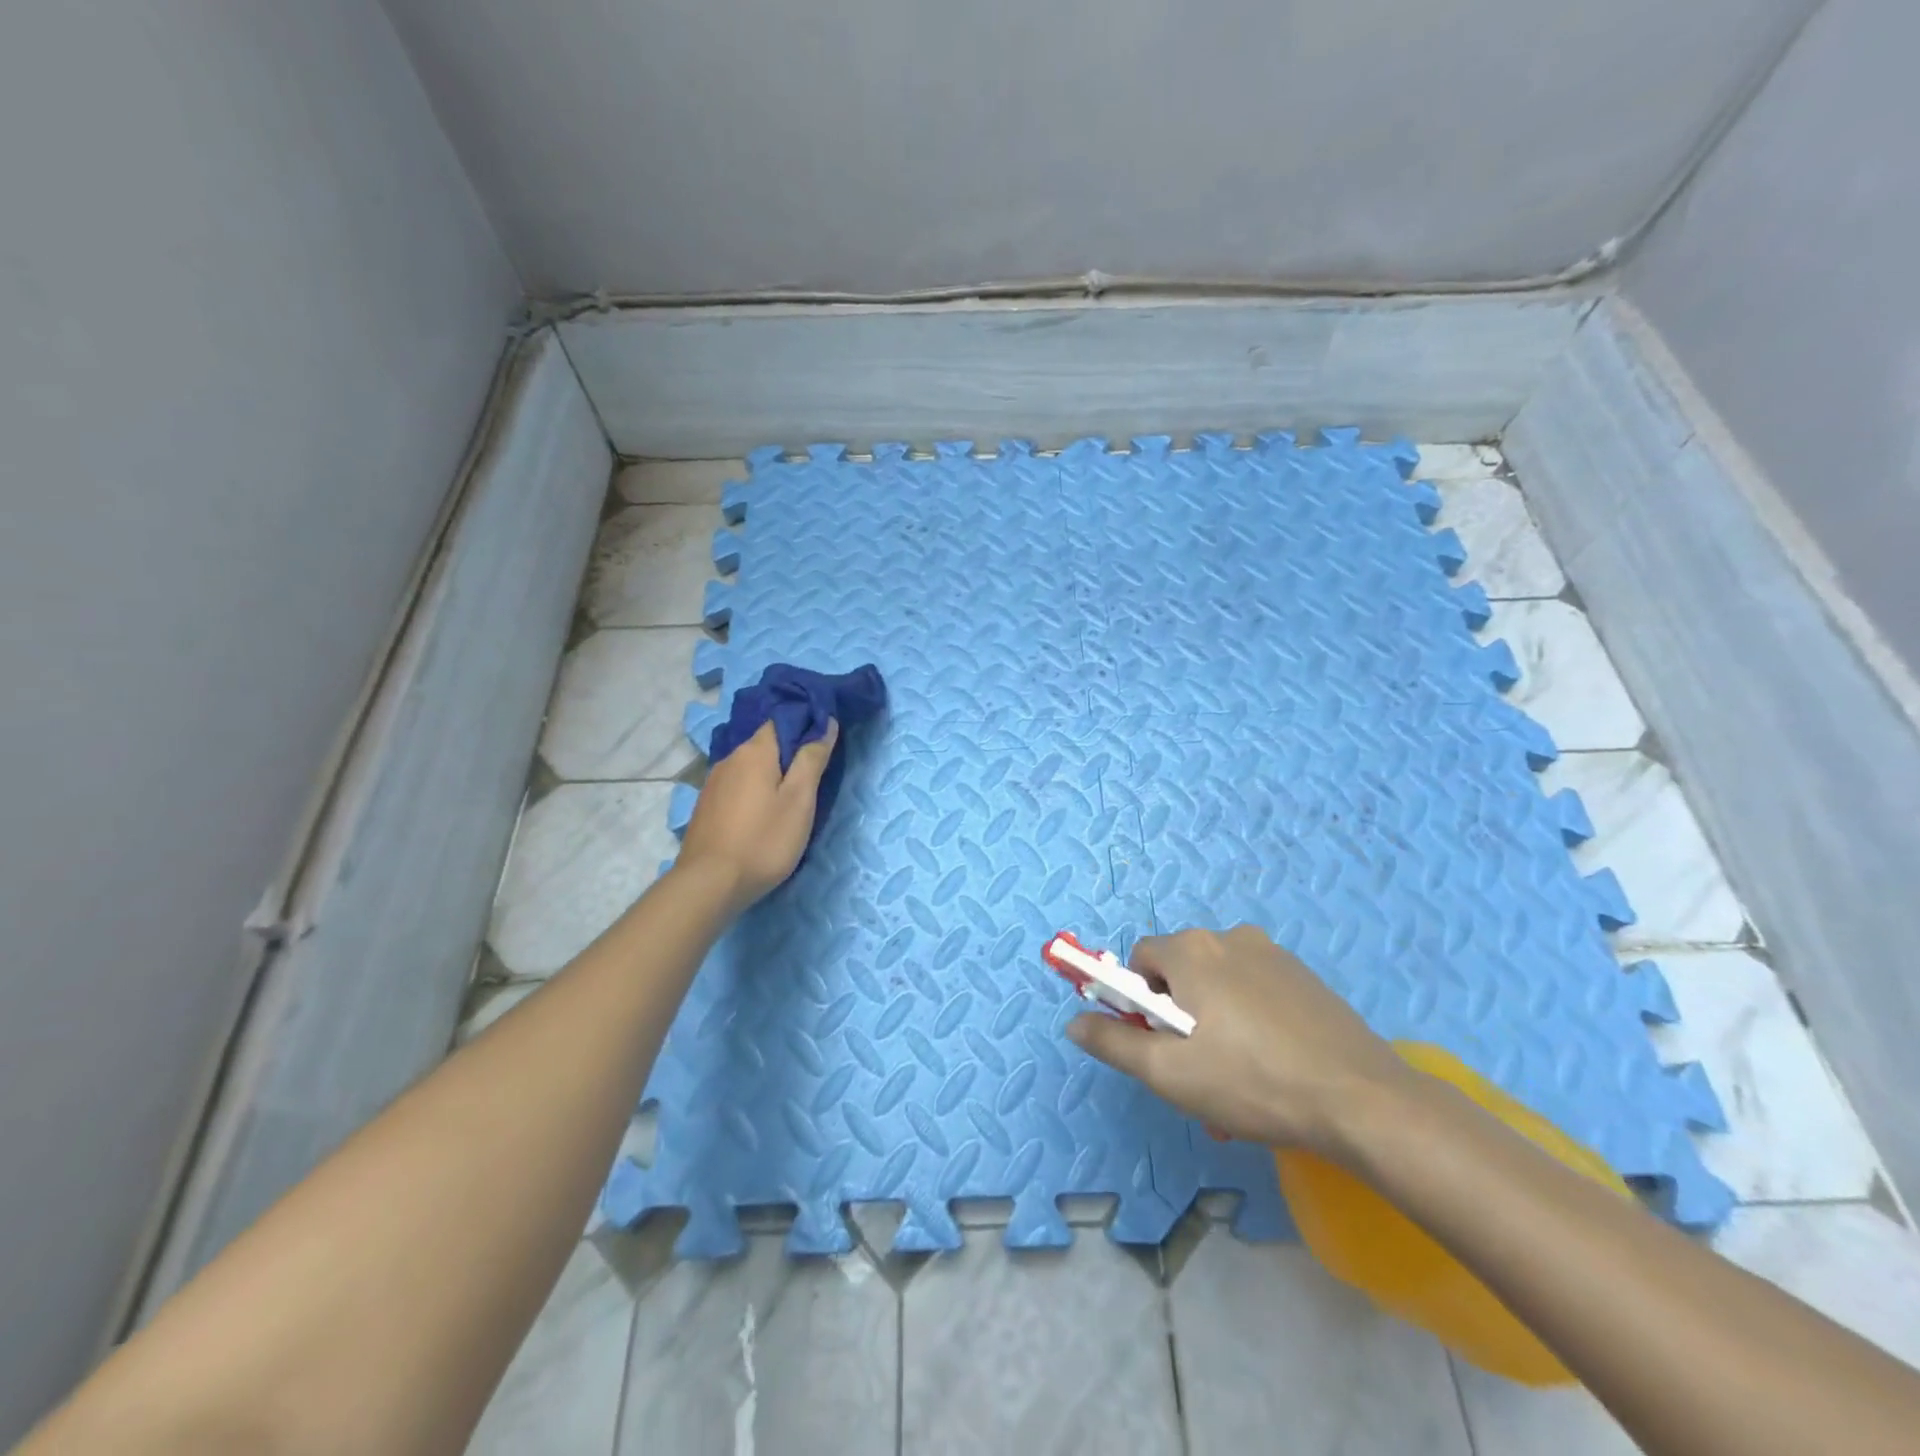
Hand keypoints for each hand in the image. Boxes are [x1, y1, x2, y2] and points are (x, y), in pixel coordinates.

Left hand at [675, 720, 837, 914]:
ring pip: (750, 766)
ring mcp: (714, 783)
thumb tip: (825, 723)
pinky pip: (737, 785)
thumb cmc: (764, 839)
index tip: (824, 741)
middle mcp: (730, 758)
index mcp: (755, 751)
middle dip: (788, 752)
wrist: (710, 884)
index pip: (782, 719)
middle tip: (813, 774)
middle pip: (765, 743)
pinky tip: (761, 811)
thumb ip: (812, 759)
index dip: (804, 725)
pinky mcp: (706, 806)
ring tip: (789, 794)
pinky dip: (753, 790)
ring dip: (770, 773)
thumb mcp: (800, 800)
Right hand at [1066, 925, 1414, 1155]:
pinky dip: (1250, 1022)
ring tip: (1236, 1082)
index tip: (1157, 1045)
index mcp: (1193, 949)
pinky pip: (1257, 992)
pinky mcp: (1306, 978)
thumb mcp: (1168, 1072)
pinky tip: (1271, 1069)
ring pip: (1220, 986)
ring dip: (1214, 1024)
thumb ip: (1113, 1042)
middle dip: (1178, 1018)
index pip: (1140, 960)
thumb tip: (1074, 1022)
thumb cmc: (1251, 1081)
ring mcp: (1274, 955)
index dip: (1138, 1003)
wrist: (1362, 1100)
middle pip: (1180, 972)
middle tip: (1197, 1071)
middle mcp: (1230, 937)